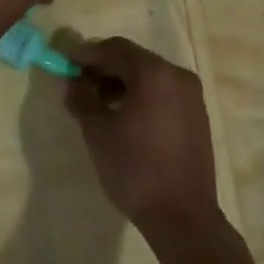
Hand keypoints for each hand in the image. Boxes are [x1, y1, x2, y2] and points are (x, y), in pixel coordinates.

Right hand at [64, 37, 223, 233]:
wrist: (181, 214)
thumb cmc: (135, 169)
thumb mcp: (98, 133)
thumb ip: (81, 100)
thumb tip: (72, 83)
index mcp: (154, 73)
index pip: (115, 48)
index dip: (87, 54)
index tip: (66, 64)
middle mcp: (178, 75)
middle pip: (134, 59)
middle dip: (104, 68)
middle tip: (79, 84)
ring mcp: (192, 95)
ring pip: (150, 76)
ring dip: (122, 82)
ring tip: (99, 104)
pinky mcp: (197, 115)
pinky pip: (164, 92)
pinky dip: (142, 95)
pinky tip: (124, 117)